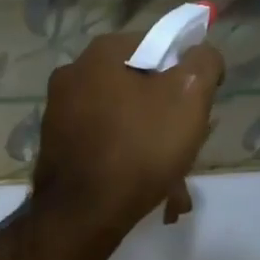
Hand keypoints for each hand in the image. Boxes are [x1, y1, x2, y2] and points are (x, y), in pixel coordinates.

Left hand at [32, 30, 224, 231]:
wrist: (83, 214)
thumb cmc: (139, 148)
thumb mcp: (188, 97)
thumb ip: (203, 63)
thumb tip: (201, 55)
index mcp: (100, 54)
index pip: (156, 45)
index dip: (184, 72)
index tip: (197, 104)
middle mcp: (71, 76)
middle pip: (137, 87)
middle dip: (166, 116)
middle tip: (187, 144)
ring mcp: (58, 114)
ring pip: (122, 121)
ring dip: (150, 146)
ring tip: (174, 181)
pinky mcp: (55, 149)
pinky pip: (103, 146)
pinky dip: (126, 162)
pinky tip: (148, 190)